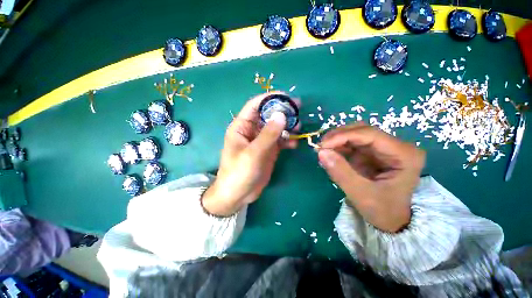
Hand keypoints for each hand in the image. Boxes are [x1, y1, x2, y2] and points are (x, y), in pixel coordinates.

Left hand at [202, 92, 298, 215]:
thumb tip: (281, 115)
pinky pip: (280, 141)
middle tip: (299, 108)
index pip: (255, 106)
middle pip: (268, 115)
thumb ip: (268, 134)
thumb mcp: (253, 153)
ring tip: (299, 127)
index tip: (286, 96)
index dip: (269, 98)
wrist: (238, 195)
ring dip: (288, 126)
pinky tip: (295, 144)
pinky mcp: (269, 150)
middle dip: (282, 111)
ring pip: (276, 128)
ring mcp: (261, 141)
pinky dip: (288, 140)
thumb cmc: (239, 172)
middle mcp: (252, 131)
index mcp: (241, 127)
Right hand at [317, 123, 424, 232]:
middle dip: (338, 136)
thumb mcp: (360, 194)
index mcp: (404, 155)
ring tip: (323, 151)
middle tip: (320, 147)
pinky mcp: (373, 153)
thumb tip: (321, 152)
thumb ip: (340, 172)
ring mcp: (384, 149)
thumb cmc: (382, 211)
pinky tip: (330, 154)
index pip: (369, 134)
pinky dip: (339, 147)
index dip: (343, 136)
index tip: (322, 145)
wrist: (391, 221)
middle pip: (362, 131)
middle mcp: (396, 146)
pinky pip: (353, 144)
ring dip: (337, 141)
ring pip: (356, 135)